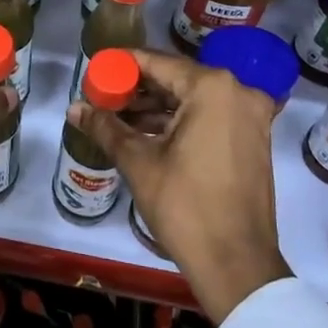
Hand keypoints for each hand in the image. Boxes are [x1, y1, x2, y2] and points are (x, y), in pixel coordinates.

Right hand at [67, 50, 291, 323]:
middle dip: (138, 88)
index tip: (96, 70)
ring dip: (158, 107)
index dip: (123, 65)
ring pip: (194, 99)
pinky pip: (211, 117)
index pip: (157, 62)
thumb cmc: (185, 206)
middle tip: (103, 97)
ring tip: (118, 117)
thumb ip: (106, 127)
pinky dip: (181, 122)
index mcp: (212, 88)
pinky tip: (148, 133)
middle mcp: (238, 91)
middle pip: (177, 79)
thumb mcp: (139, 162)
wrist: (237, 265)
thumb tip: (74, 108)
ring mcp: (251, 116)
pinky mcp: (254, 139)